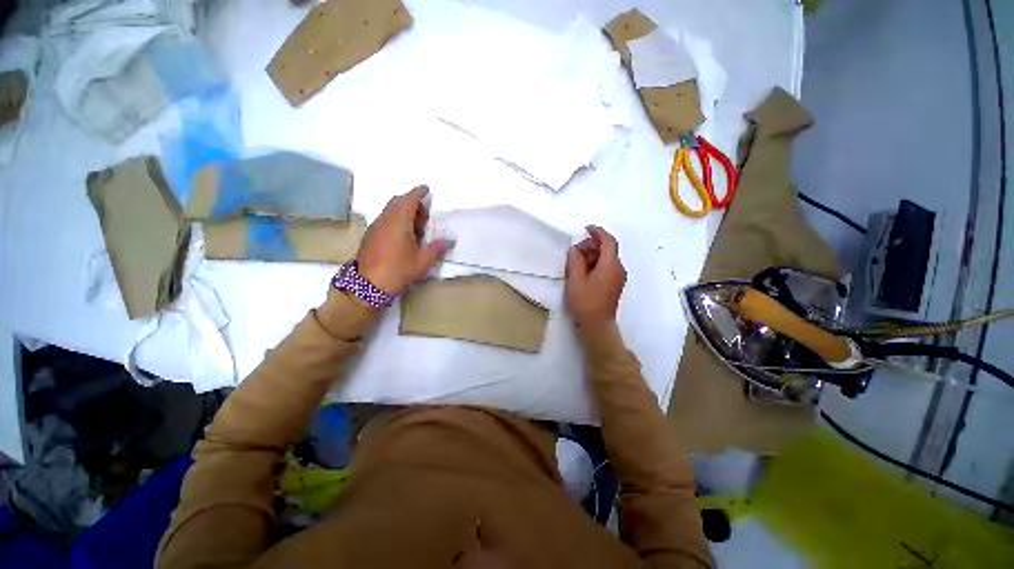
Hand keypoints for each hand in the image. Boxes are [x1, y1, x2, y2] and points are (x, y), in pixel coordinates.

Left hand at [357, 186, 451, 295]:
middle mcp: (384, 220)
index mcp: (398, 222)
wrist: (368, 286)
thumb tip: (447, 241)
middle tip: (424, 215)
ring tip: (416, 228)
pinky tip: (403, 236)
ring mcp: (375, 228)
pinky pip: (385, 219)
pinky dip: (395, 220)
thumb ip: (436, 249)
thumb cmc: (398, 271)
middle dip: (412, 202)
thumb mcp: (422, 262)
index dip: (418, 193)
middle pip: (397, 202)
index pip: (408, 200)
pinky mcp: (370, 236)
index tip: (426, 189)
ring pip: (390, 211)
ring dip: (403, 212)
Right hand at [565, 225, 625, 327]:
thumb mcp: (575, 280)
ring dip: (592, 255)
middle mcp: (618, 269)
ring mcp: (618, 277)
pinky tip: (583, 271)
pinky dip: (596, 264)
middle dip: (591, 246)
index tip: (586, 228)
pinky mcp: (615, 284)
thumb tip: (575, 250)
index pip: (608, 241)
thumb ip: (575, 261)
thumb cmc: (585, 302)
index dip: (598, 232)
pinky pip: (607, 267)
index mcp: (610, 265)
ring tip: (576, 263)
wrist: (597, 325)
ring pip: (607, 258)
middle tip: (575, 252)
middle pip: (607, 249)